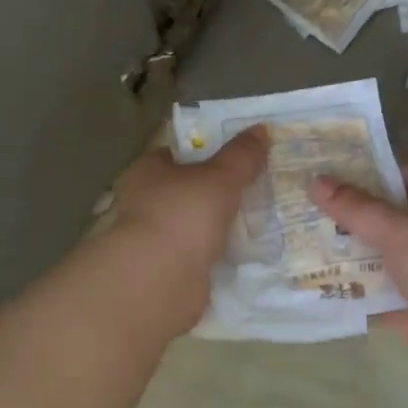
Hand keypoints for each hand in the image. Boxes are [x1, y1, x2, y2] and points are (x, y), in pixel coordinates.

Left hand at [107, 127, 268, 311]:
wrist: (160, 279)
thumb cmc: (183, 214)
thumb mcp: (220, 177)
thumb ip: (241, 155)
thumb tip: (261, 128)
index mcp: (147, 171)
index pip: (177, 154)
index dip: (206, 151)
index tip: (238, 154)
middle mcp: (145, 202)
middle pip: (188, 189)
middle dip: (217, 190)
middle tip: (256, 185)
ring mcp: (156, 238)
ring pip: (195, 223)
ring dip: (220, 223)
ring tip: (260, 217)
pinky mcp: (169, 269)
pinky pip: (202, 253)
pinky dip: (220, 252)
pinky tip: (248, 250)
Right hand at [311, 166, 407, 395]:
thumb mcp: (401, 231)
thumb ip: (357, 209)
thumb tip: (316, 181)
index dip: (374, 171)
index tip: (331, 169)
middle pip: (390, 220)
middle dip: (352, 214)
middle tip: (305, 204)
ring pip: (381, 259)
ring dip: (348, 253)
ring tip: (300, 240)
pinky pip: (378, 297)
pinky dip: (353, 293)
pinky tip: (316, 284)